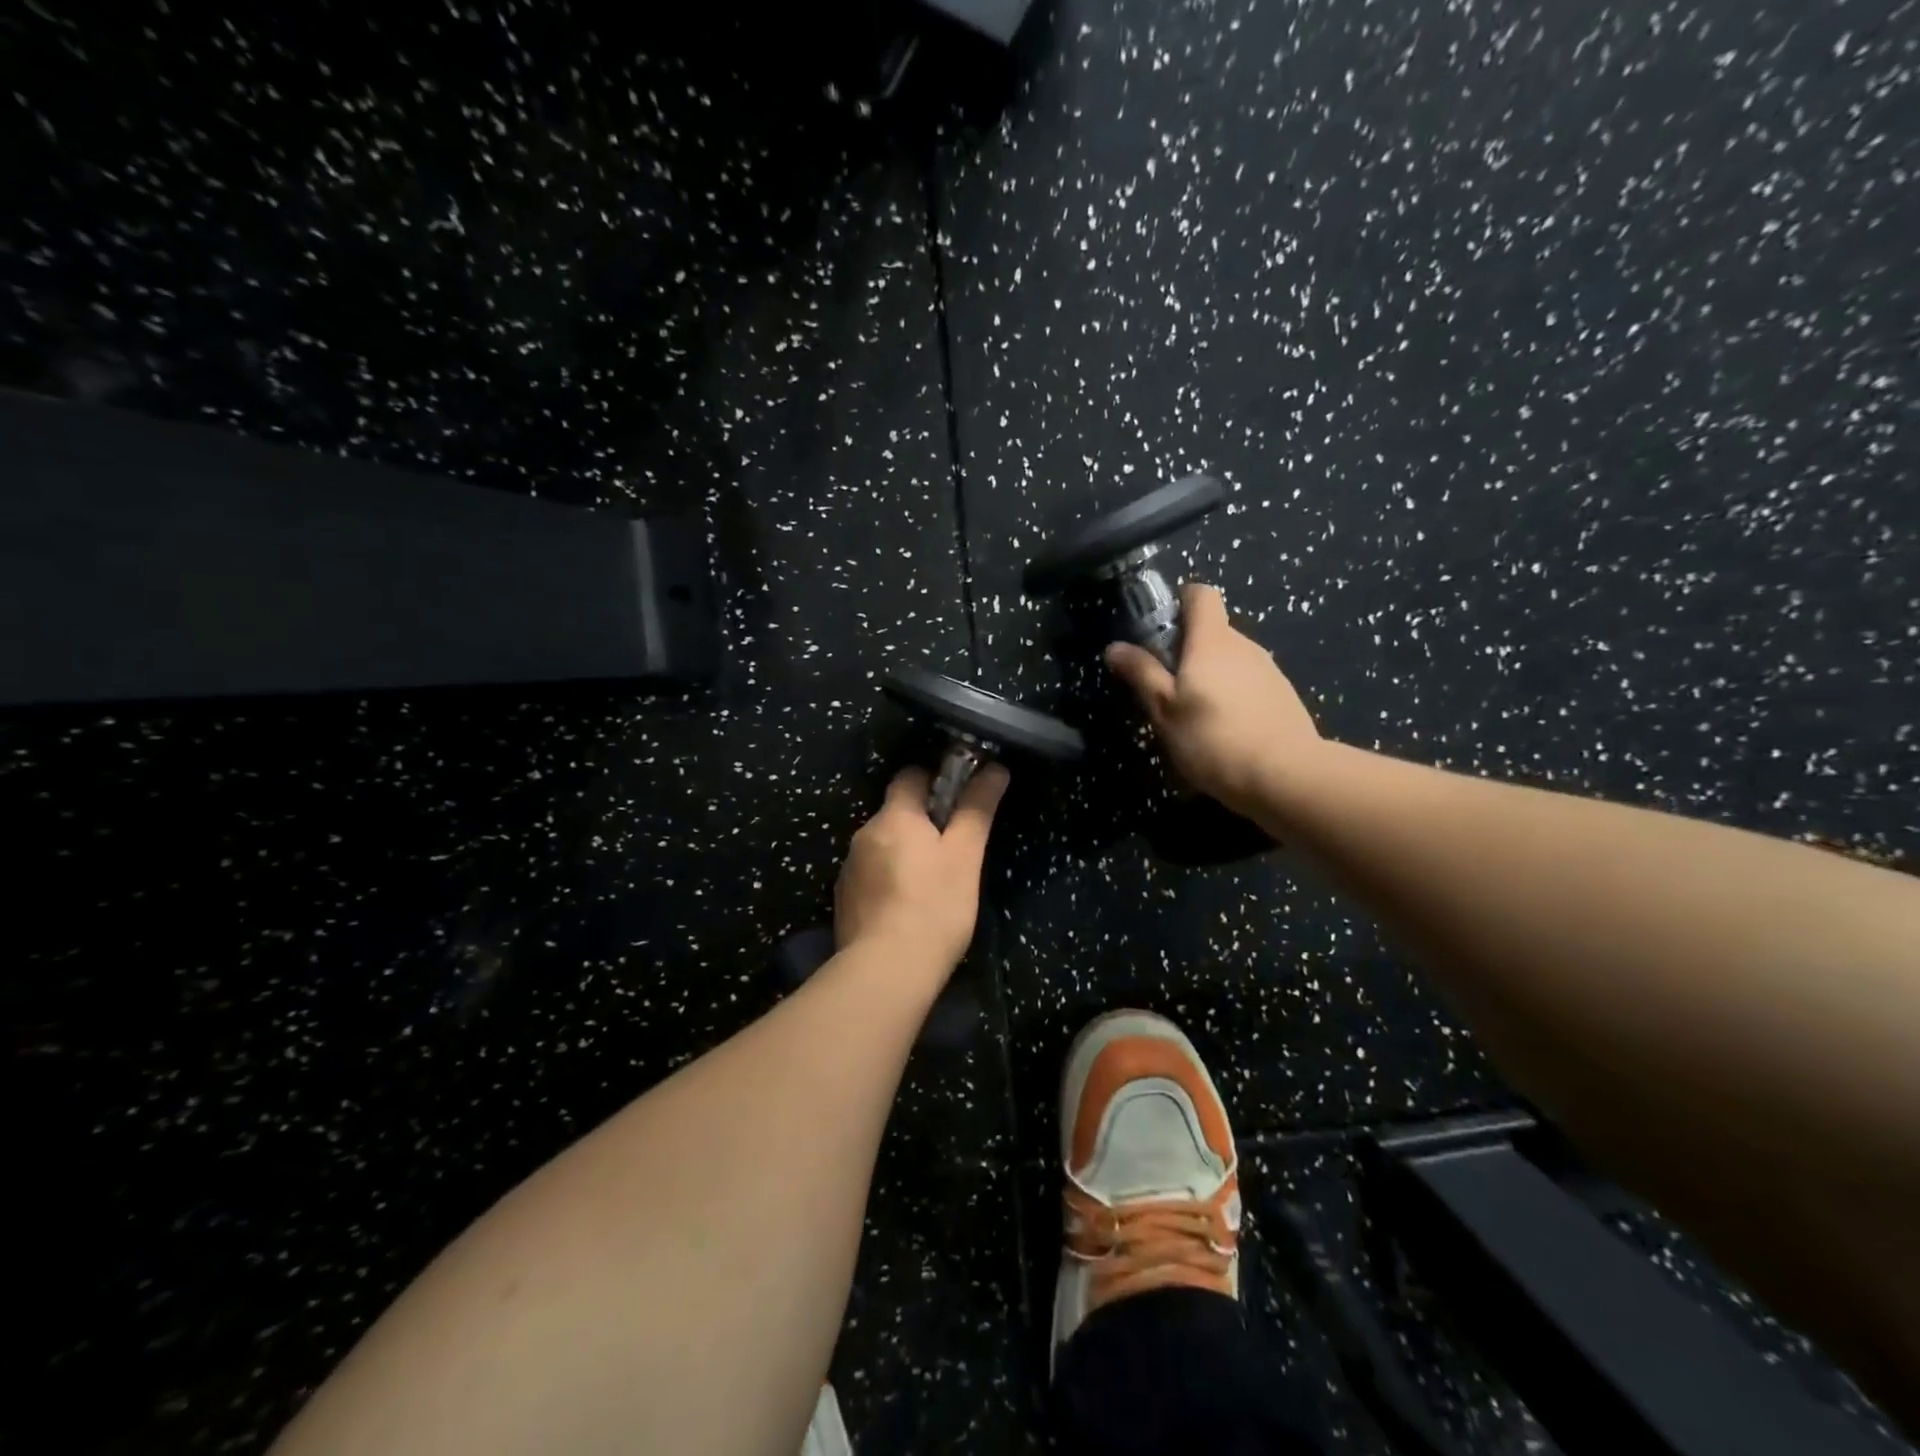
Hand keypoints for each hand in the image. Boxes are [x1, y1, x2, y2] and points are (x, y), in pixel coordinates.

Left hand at [834, 763, 1009, 972]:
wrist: (886, 971)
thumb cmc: (935, 906)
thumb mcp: (965, 855)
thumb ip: (977, 808)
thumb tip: (994, 768)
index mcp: (894, 816)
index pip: (910, 775)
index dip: (936, 780)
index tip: (960, 801)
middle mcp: (864, 833)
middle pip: (897, 812)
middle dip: (923, 822)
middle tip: (954, 848)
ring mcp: (849, 868)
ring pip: (883, 845)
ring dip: (904, 852)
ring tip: (932, 884)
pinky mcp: (844, 899)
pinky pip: (871, 875)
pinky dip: (889, 880)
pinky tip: (906, 907)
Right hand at [1105, 583, 1321, 811]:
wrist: (1285, 776)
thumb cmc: (1213, 738)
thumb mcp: (1164, 709)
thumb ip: (1141, 673)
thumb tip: (1114, 646)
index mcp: (1212, 640)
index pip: (1200, 595)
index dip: (1178, 602)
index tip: (1158, 630)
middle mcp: (1244, 645)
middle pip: (1212, 631)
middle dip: (1186, 650)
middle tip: (1164, 687)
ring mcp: (1268, 670)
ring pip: (1229, 660)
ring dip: (1209, 676)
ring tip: (1192, 716)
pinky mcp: (1282, 696)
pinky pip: (1247, 683)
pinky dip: (1231, 696)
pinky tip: (1223, 731)